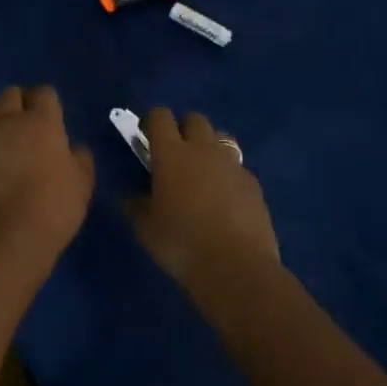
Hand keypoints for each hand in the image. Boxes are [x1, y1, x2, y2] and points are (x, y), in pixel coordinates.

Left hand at [0, 86, 94, 265]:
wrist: (7, 235)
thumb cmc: (53, 206)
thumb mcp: (82, 184)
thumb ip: (81, 160)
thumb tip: (76, 148)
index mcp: (41, 122)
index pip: (44, 93)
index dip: (49, 100)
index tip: (54, 114)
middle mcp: (9, 121)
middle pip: (11, 94)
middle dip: (21, 100)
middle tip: (30, 119)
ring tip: (7, 129)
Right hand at [128, 108, 278, 313]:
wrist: (236, 268)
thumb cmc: (181, 243)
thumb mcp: (145, 227)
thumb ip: (136, 204)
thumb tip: (132, 196)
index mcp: (171, 153)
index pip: (160, 117)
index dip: (151, 121)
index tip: (145, 136)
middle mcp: (203, 150)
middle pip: (195, 119)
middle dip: (183, 128)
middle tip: (174, 153)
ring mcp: (233, 166)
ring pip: (221, 138)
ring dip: (208, 147)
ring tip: (201, 172)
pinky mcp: (254, 185)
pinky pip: (237, 168)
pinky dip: (227, 174)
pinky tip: (223, 199)